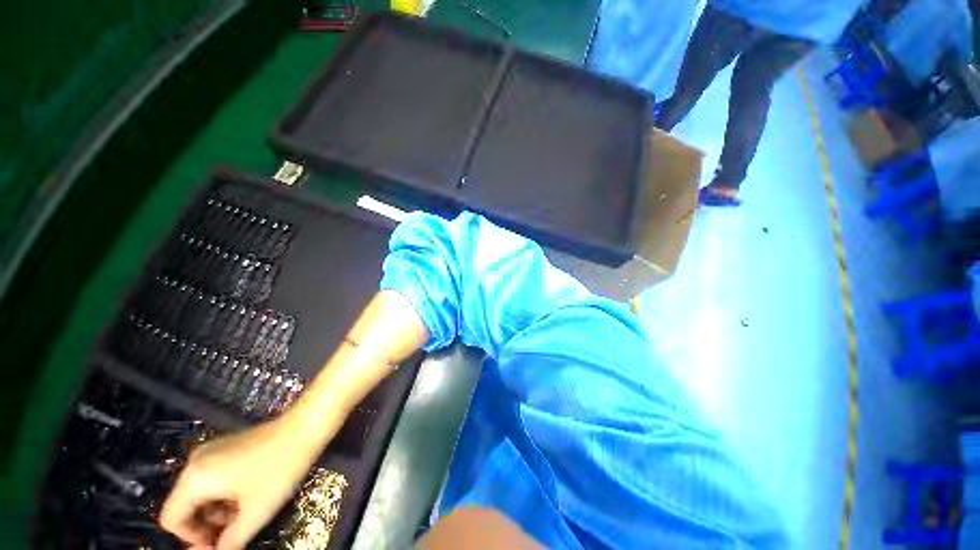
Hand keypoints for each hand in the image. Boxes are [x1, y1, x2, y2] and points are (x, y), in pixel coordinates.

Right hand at [160, 419, 318, 548]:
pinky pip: (213, 478)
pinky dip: (225, 494)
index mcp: (194, 478)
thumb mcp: (255, 513)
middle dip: (207, 525)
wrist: (305, 426)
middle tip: (236, 531)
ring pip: (201, 493)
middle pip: (186, 506)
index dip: (193, 539)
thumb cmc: (280, 469)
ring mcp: (211, 451)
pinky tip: (249, 495)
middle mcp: (195, 462)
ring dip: (218, 511)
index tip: (220, 543)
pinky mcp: (227, 446)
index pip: (172, 520)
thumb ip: (229, 542)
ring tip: (247, 513)